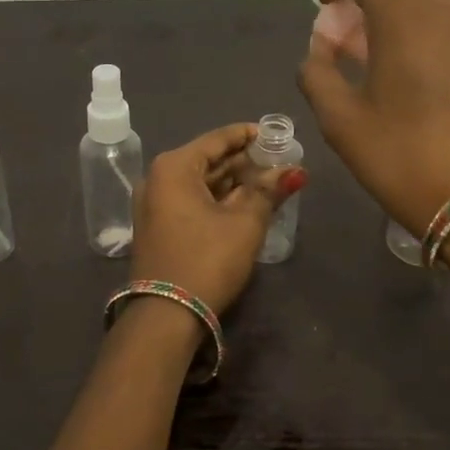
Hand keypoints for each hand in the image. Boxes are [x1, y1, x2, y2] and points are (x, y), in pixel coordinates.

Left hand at [129, 123, 303, 314]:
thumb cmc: (207, 259)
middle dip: (244, 161)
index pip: (218, 139)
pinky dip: (218, 199)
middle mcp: (158, 179)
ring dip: (233, 182)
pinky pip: (192, 201)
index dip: (248, 135)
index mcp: (175, 167)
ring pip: (201, 183)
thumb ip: (269, 190)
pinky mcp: (159, 227)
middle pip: (208, 160)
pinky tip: (246, 203)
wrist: (167, 315)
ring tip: (270, 181)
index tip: (276, 134)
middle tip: (279, 160)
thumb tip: (294, 170)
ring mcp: (155, 205)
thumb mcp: (245, 223)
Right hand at [298, 0, 449, 236]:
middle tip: (357, 57)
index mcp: (403, 12)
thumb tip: (321, 50)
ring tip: (402, 81)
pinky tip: (443, 98)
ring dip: (410, 29)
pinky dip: (445, 50)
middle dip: (371, 8)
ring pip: (438, 9)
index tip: (332, 8)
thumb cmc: (404, 159)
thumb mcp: (340, 123)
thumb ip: (317, 72)